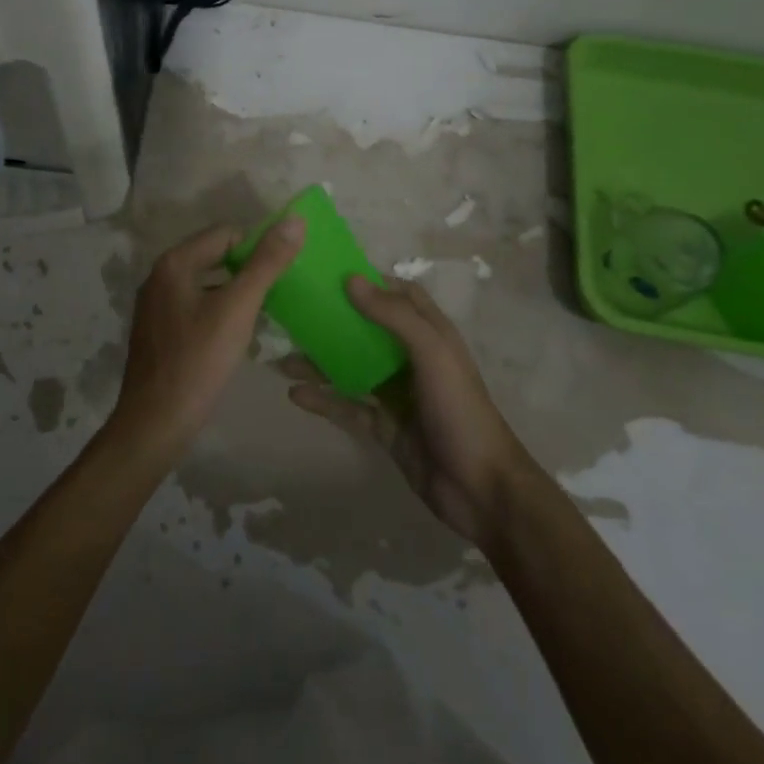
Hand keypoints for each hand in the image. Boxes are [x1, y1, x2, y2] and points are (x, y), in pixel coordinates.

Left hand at [106, 217, 305, 463]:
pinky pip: (196, 306)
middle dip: (247, 270)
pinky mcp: (158, 330)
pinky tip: (236, 335)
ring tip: (263, 314)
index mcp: (175, 262)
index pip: (226, 233)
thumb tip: (295, 220)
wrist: (155, 424)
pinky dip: (219, 311)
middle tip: (278, 294)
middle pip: (215, 256)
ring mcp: (156, 305)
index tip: (281, 274)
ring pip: (207, 283)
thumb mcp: (238, 308)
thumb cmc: (198, 361)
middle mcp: (160, 275)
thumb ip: (266, 263)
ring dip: (235, 292)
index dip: (257, 248)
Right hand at [286, 276, 532, 546]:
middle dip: (335, 320)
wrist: (481, 490)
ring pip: (352, 368)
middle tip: (295, 313)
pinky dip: (323, 399)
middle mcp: (412, 358)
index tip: (331, 273)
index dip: (371, 281)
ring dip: (321, 362)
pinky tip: (295, 395)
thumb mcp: (432, 353)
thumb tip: (350, 280)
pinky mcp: (385, 426)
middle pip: (368, 329)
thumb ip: (393, 316)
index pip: (400, 295)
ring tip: (282, 359)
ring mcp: (397, 394)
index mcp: (430, 334)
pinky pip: (348, 406)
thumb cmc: (459, 409)